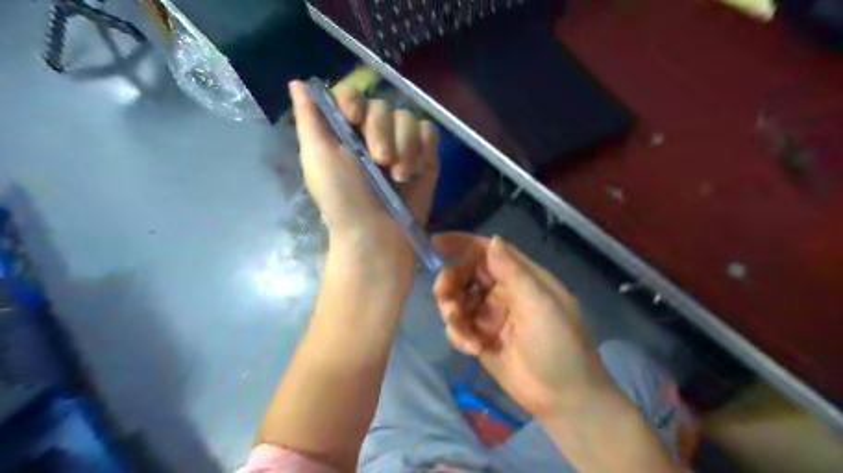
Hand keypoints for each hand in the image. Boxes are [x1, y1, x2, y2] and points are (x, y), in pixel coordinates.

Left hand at [288, 80, 436, 279]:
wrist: (377, 234)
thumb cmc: (343, 198)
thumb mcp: (317, 158)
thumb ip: (309, 119)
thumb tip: (297, 82)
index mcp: (345, 132)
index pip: (353, 96)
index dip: (355, 103)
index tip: (353, 121)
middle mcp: (373, 134)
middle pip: (384, 106)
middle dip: (382, 132)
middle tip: (379, 161)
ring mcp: (401, 145)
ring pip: (408, 119)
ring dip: (405, 146)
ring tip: (399, 177)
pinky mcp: (424, 157)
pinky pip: (429, 133)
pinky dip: (423, 149)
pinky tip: (414, 171)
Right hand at [434, 234, 613, 418]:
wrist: (562, 397)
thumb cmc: (558, 343)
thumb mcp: (540, 303)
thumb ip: (513, 271)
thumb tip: (493, 239)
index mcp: (520, 276)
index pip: (487, 251)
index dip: (461, 243)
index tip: (435, 244)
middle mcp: (502, 291)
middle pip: (465, 274)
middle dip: (450, 281)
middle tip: (443, 296)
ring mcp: (489, 315)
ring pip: (456, 300)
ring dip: (451, 309)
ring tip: (460, 327)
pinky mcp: (479, 337)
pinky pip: (457, 327)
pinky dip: (458, 334)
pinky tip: (473, 348)